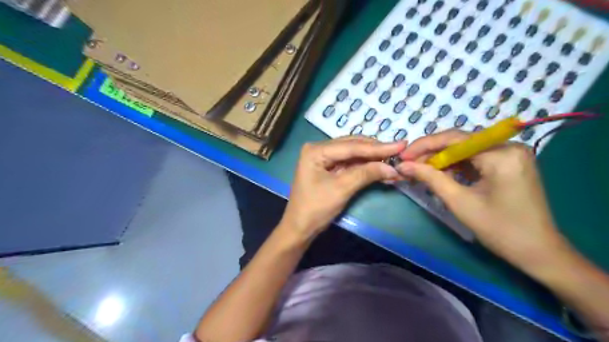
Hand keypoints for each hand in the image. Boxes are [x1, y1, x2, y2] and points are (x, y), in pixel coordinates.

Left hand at [282, 136, 405, 240]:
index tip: (401, 145)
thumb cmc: (315, 208)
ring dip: (372, 159)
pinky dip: (365, 166)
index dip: (377, 147)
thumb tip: (392, 167)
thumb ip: (366, 174)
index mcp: (316, 150)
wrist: (300, 228)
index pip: (351, 146)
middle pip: (352, 146)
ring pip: (353, 154)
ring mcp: (324, 158)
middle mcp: (319, 148)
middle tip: (400, 151)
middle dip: (376, 151)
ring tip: (394, 160)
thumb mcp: (341, 189)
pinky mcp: (329, 168)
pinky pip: (350, 163)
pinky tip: (380, 167)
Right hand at [396, 130, 571, 276]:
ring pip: (466, 150)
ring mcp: (511, 154)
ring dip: (442, 159)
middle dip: (432, 153)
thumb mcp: (459, 202)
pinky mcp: (510, 163)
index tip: (403, 156)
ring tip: (421, 170)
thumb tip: (403, 165)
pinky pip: (476, 158)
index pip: (454, 139)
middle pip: (460, 142)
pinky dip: (456, 165)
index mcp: (501, 154)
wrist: (539, 252)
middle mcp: (509, 146)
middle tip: (409, 164)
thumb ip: (430, 178)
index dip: (424, 145)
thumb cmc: (499, 229)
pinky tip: (441, 174)